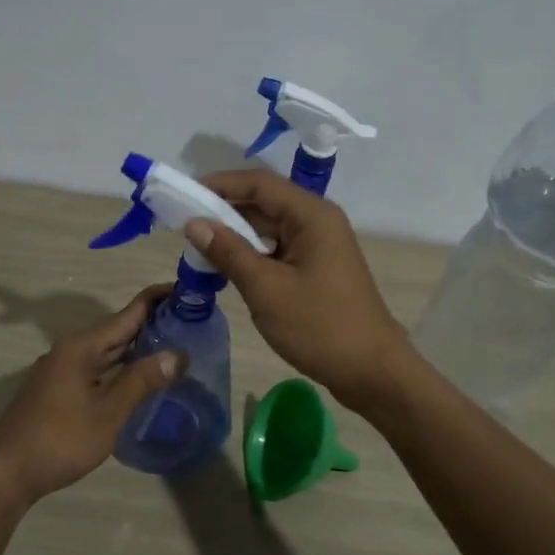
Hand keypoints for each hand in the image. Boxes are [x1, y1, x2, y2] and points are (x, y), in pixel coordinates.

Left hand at [0, 285, 181, 503]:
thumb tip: (178, 354)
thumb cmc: (60, 440)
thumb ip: (141, 380)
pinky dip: (121, 367)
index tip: (189, 291)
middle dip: (152, 323)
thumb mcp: (108, 412)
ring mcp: (62, 370)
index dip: (158, 300)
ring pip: (107, 351)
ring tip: (174, 345)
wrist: (7, 473)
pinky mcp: (59, 389)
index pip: (128, 313)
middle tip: (191, 321)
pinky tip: (139, 377)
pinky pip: (97, 368)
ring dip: (137, 347)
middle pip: (117, 329)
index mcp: (81, 347)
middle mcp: (70, 350)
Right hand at [187, 170, 413, 412]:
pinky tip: (225, 267)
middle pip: (264, 202)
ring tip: (197, 246)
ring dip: (235, 234)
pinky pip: (277, 250)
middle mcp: (317, 221)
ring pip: (269, 228)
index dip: (220, 184)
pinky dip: (251, 254)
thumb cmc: (319, 326)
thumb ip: (229, 252)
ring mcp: (318, 246)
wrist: (371, 371)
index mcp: (311, 215)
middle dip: (223, 210)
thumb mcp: (266, 289)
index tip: (183, 194)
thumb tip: (194, 223)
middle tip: (182, 223)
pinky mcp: (316, 268)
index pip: (259, 183)